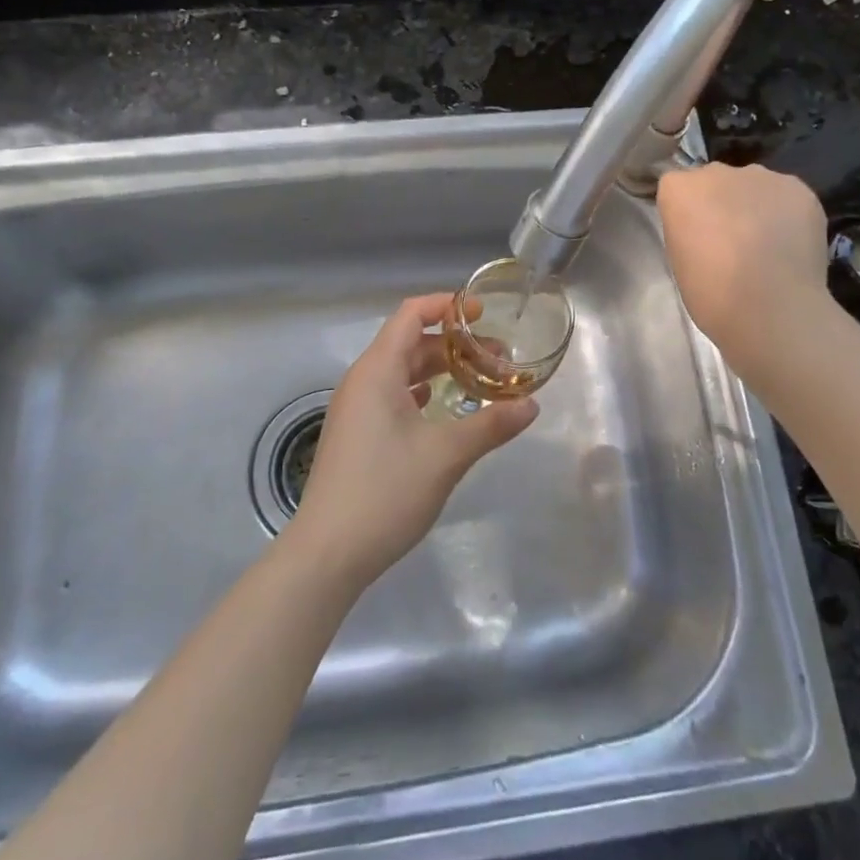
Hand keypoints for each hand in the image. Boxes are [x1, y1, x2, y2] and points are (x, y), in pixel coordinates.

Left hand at [281, 294, 538, 590]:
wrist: (328, 553)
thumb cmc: (385, 492)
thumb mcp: (446, 456)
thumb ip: (490, 425)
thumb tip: (531, 405)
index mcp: (377, 371)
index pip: (410, 315)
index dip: (445, 306)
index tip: (482, 313)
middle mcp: (362, 382)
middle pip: (409, 343)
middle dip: (453, 345)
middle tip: (497, 358)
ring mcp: (355, 410)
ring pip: (401, 372)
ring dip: (439, 370)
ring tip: (479, 382)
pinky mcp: (356, 436)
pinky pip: (392, 397)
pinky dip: (421, 393)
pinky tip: (442, 408)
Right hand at [656, 164, 832, 366]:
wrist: (772, 309)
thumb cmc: (712, 294)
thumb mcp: (680, 259)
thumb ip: (689, 230)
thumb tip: (708, 229)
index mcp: (679, 189)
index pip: (677, 187)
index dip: (687, 211)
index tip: (695, 236)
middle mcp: (717, 172)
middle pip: (715, 180)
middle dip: (720, 202)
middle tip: (731, 240)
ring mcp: (762, 176)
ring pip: (753, 185)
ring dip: (754, 205)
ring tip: (766, 244)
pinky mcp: (799, 188)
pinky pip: (786, 196)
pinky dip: (787, 214)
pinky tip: (790, 244)